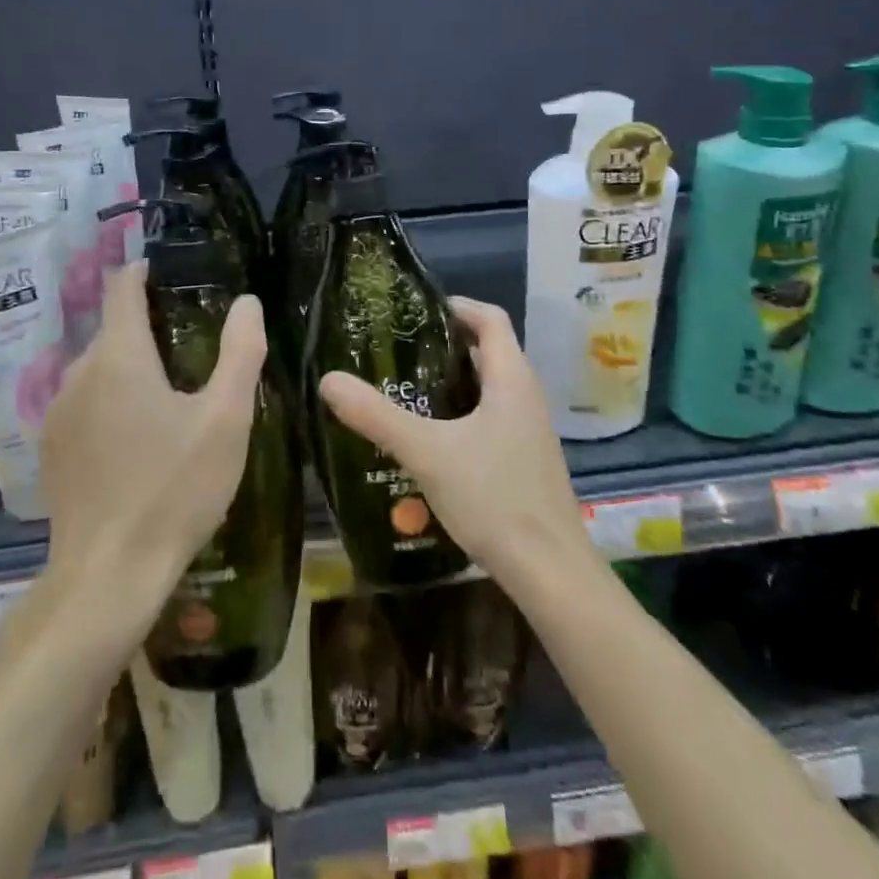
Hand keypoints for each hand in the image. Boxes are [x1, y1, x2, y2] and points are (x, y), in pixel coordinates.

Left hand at [39, 263, 265, 611]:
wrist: (107, 577)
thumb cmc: (173, 489)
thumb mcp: (225, 419)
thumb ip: (240, 352)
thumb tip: (247, 302)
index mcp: (118, 357)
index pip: (122, 288)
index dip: (144, 271)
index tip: (170, 271)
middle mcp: (78, 374)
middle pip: (113, 330)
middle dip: (148, 325)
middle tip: (192, 342)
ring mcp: (58, 414)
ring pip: (98, 369)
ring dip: (130, 367)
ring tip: (170, 390)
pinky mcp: (52, 451)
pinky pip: (85, 404)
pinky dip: (111, 400)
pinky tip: (138, 437)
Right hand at [318, 297, 594, 587]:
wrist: (550, 573)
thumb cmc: (494, 498)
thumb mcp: (427, 453)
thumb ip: (377, 416)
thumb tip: (328, 380)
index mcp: (512, 378)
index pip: (490, 319)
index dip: (456, 305)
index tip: (416, 311)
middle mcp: (526, 396)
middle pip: (488, 351)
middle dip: (445, 345)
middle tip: (398, 351)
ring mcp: (529, 430)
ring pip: (488, 388)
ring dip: (451, 382)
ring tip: (405, 390)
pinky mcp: (525, 460)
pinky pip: (491, 418)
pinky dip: (461, 414)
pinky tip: (430, 440)